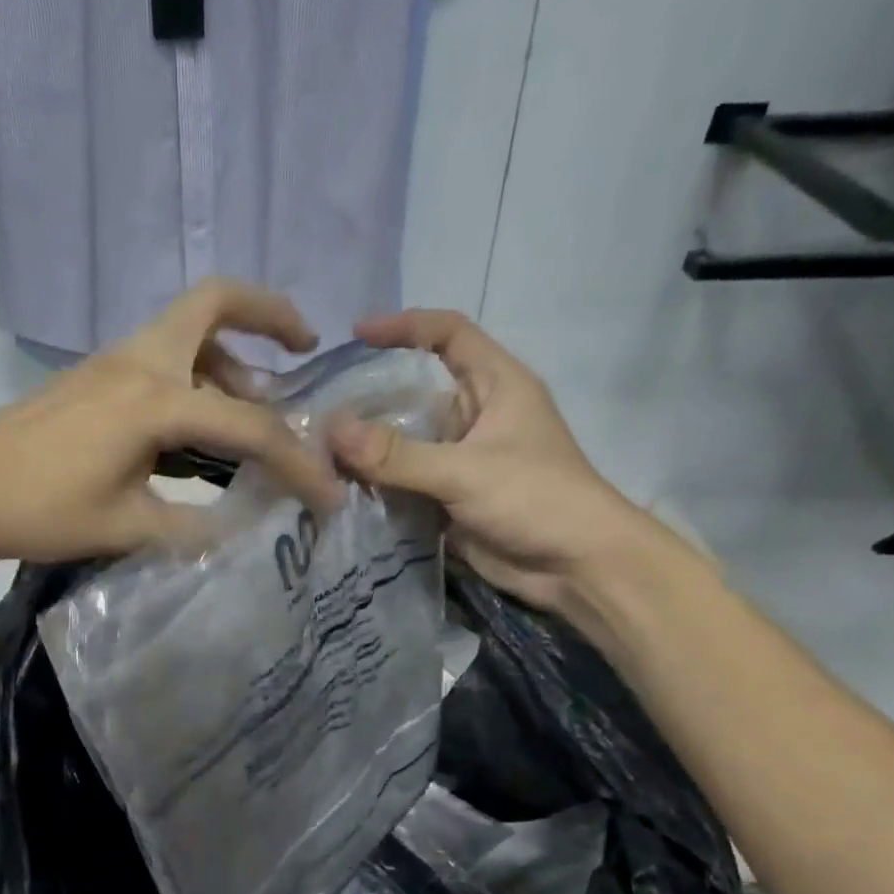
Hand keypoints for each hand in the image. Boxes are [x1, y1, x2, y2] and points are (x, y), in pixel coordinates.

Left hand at [0, 279, 339, 564]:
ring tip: (257, 406)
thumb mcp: (126, 527)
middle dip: (270, 314)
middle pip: (215, 302)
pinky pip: (163, 355)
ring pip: (189, 330)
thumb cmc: (40, 509)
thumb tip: (243, 529)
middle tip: (304, 348)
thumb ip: (194, 527)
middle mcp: (141, 361)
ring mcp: (113, 362)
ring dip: (232, 355)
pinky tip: (199, 427)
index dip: (297, 462)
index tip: (329, 495)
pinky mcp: (96, 376)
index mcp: (155, 399)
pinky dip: (197, 373)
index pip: (249, 425)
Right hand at [327, 310, 663, 610]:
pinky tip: (340, 486)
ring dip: (368, 444)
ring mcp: (461, 458)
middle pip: (417, 389)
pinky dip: (376, 482)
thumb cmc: (536, 499)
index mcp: (496, 384)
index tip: (355, 336)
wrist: (575, 567)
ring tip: (318, 446)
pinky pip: (405, 480)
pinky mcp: (450, 496)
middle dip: (371, 394)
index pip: (449, 333)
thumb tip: (332, 430)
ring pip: (406, 439)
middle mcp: (476, 414)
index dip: (405, 326)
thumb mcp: (465, 471)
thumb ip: (398, 454)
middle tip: (320, 403)